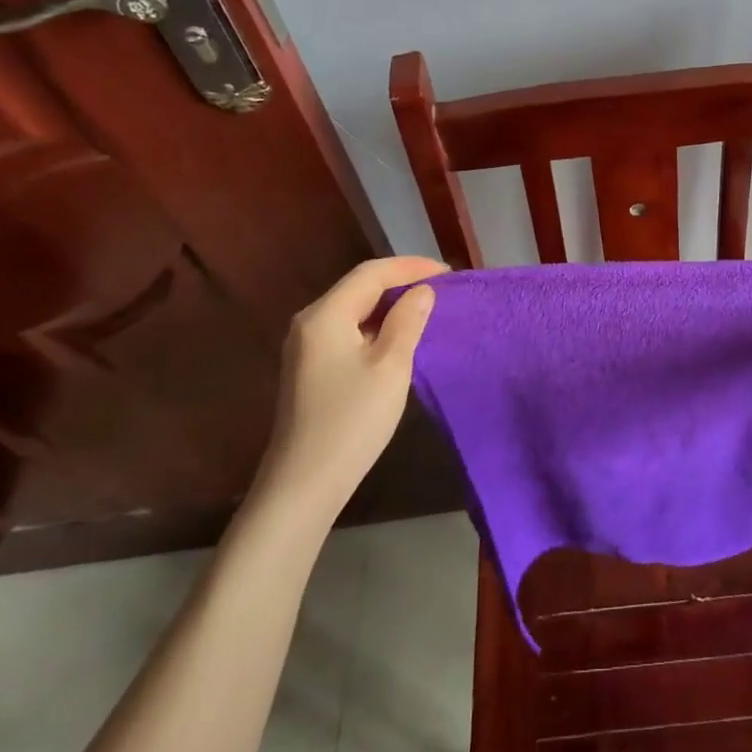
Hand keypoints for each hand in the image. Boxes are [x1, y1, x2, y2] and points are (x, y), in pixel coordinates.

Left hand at [258, 255, 447, 504]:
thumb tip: (422, 291)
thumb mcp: (390, 366)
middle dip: (401, 282)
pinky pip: (347, 330)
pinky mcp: (310, 368)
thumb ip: (408, 321)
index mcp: (325, 315)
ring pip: (354, 309)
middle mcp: (309, 322)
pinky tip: (398, 337)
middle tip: (442, 288)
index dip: (411, 267)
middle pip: (359, 287)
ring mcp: (306, 346)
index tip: (448, 273)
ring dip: (389, 304)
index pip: (371, 273)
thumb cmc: (351, 421)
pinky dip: (376, 325)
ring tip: (427, 308)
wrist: (303, 485)